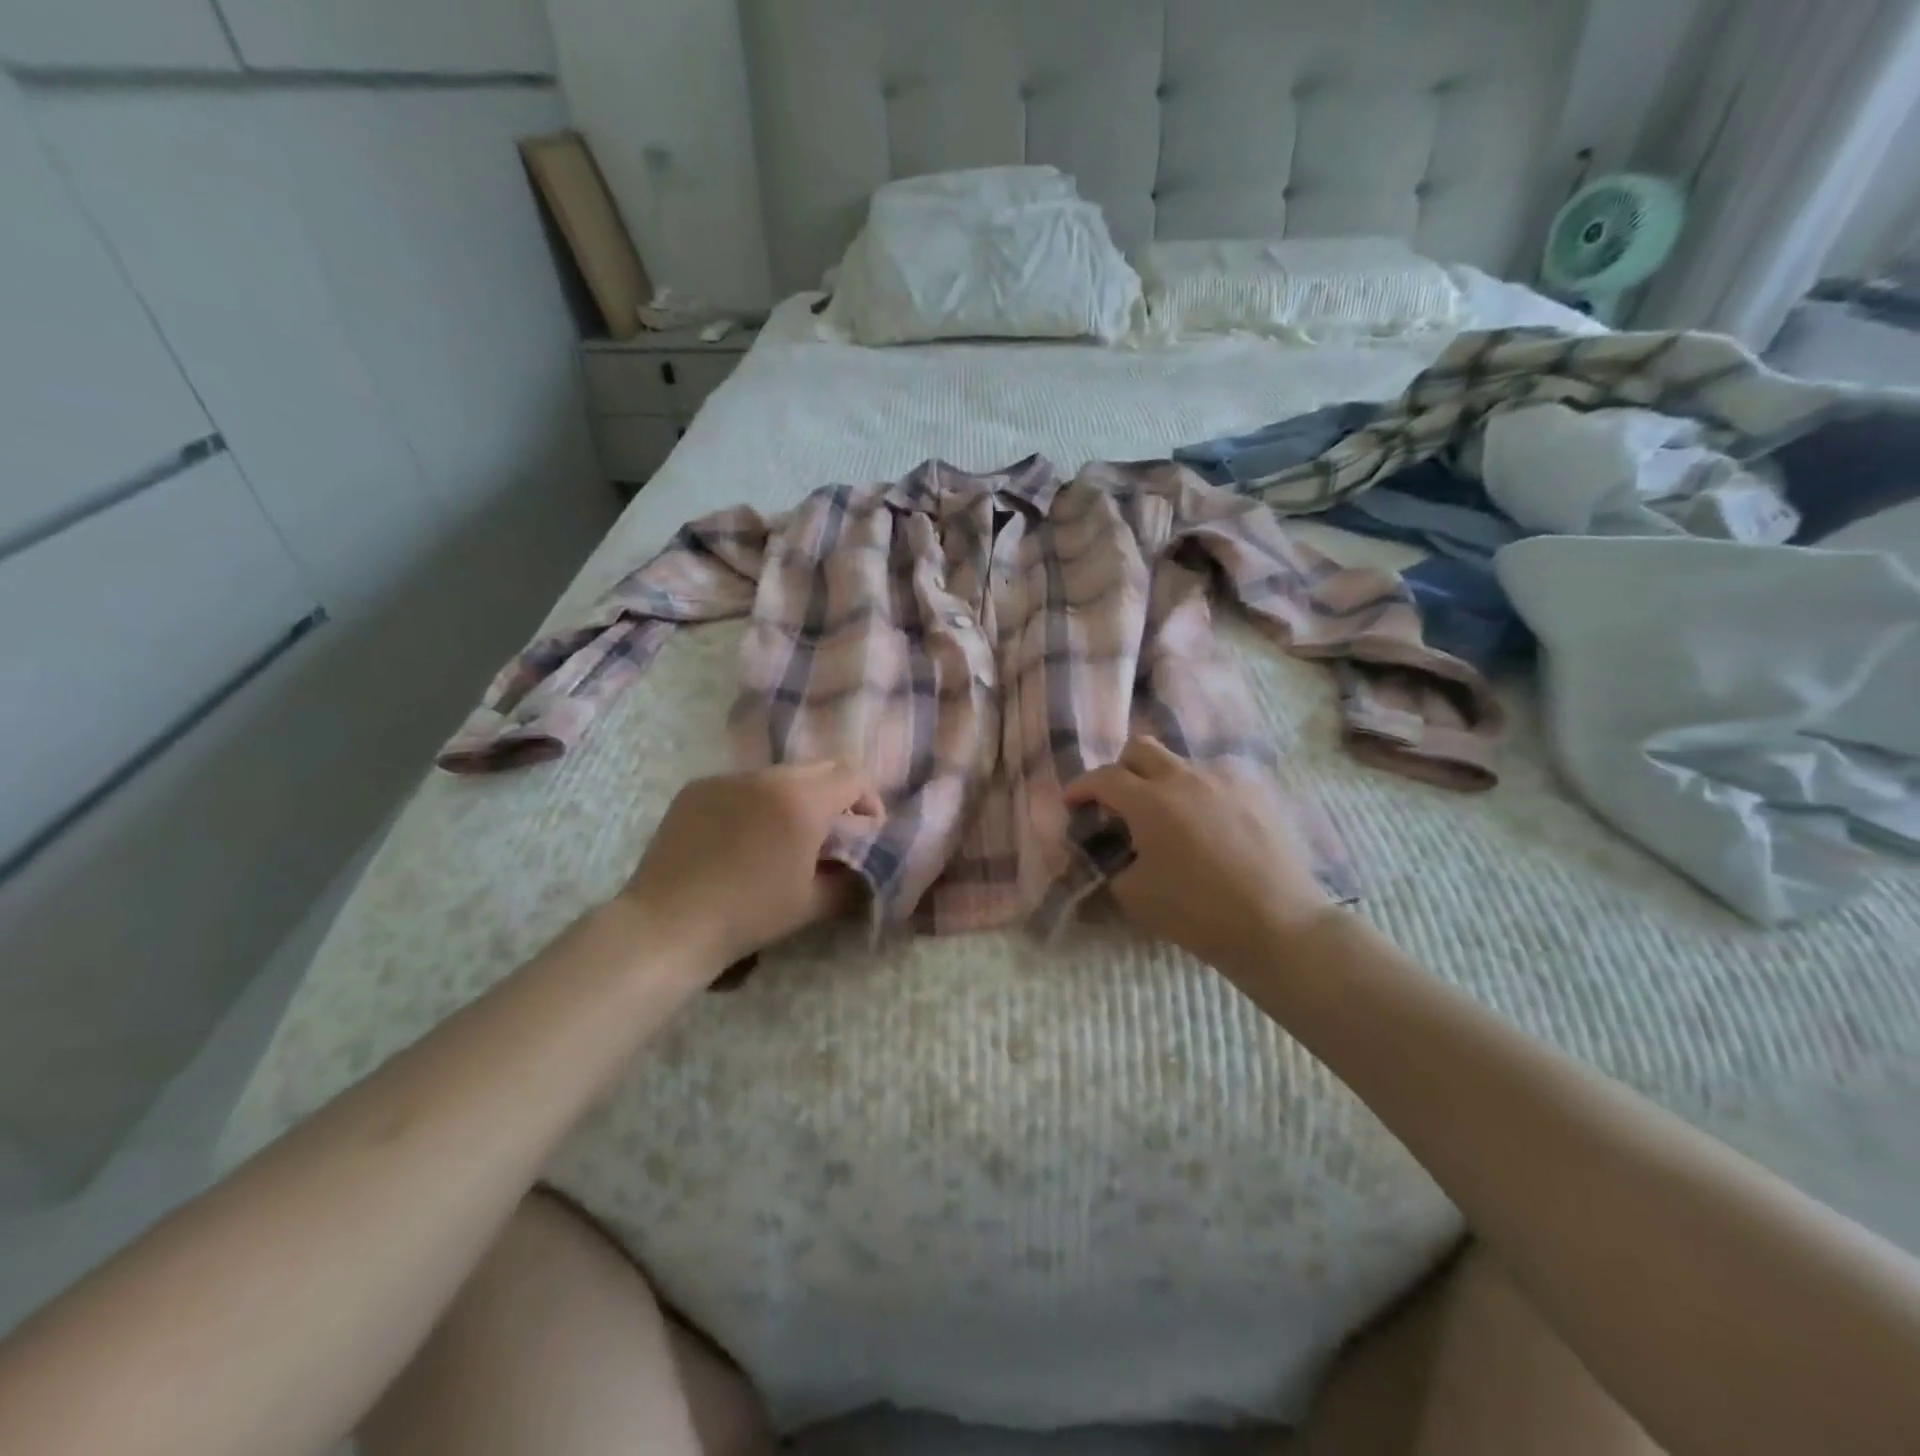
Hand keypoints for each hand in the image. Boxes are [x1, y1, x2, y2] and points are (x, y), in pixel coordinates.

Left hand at [621, 761, 881, 974]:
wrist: (668, 925)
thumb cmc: (748, 915)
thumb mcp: (812, 903)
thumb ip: (850, 879)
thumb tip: (864, 868)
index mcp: (802, 800)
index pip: (854, 776)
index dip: (869, 800)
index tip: (865, 831)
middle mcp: (767, 776)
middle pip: (819, 768)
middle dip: (834, 795)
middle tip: (830, 832)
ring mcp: (728, 778)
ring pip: (778, 775)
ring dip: (793, 797)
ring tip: (781, 836)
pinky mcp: (697, 787)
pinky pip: (741, 785)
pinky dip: (754, 802)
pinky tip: (740, 838)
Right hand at [1063, 736, 1334, 973]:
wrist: (1278, 924)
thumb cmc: (1198, 913)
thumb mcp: (1135, 896)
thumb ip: (1110, 864)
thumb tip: (1107, 851)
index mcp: (1150, 802)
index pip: (1103, 778)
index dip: (1081, 787)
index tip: (1072, 803)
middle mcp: (1186, 778)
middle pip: (1141, 748)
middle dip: (1121, 769)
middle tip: (1118, 801)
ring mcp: (1226, 779)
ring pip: (1182, 762)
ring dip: (1163, 781)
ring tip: (1170, 818)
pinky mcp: (1258, 791)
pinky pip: (1217, 778)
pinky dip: (1201, 793)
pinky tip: (1209, 824)